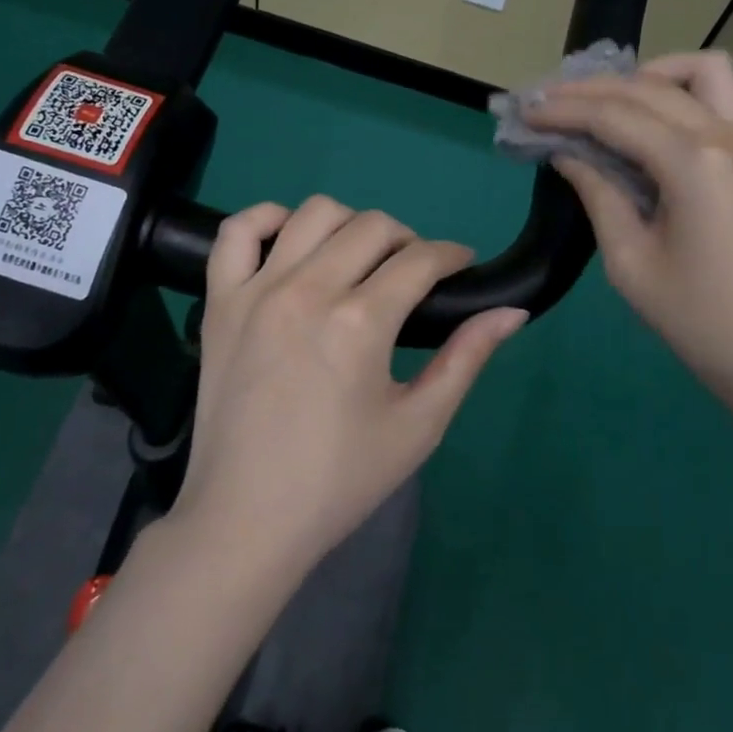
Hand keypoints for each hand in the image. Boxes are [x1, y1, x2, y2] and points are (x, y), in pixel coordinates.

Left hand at [173, 196, 527, 583]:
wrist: (248, 518)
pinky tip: (292, 242)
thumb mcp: (419, 425)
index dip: (452, 255)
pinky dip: (267, 219)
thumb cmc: (341, 479)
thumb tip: (513, 311)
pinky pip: (236, 231)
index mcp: (360, 322)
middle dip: (409, 240)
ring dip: (350, 225)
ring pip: (313, 213)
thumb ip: (467, 359)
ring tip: (359, 261)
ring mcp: (256, 291)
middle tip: (415, 276)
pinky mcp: (220, 302)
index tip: (462, 266)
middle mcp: (307, 290)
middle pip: (372, 225)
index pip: (421, 259)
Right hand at [528, 51, 732, 413]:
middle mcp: (726, 136)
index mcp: (693, 163)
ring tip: (603, 101)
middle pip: (649, 86)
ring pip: (699, 73)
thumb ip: (598, 195)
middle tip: (545, 101)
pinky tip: (644, 123)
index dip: (563, 109)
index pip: (615, 115)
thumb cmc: (696, 319)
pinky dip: (676, 95)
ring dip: (646, 76)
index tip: (524, 111)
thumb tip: (567, 154)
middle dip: (590, 88)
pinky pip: (717, 100)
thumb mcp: (629, 261)